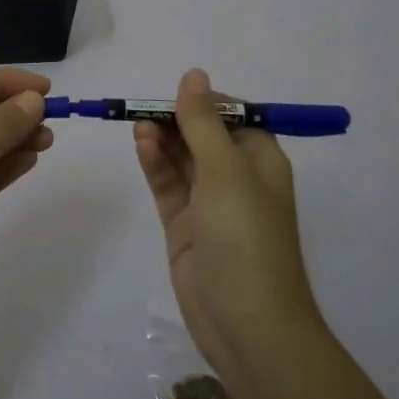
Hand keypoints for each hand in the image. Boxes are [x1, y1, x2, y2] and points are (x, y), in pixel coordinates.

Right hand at [134, 68, 325, 377]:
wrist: (247, 324)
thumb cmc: (245, 237)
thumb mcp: (226, 170)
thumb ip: (204, 122)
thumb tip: (194, 74)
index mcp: (260, 161)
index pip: (233, 116)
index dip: (205, 102)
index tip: (174, 95)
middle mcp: (236, 178)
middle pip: (202, 135)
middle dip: (176, 119)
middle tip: (144, 110)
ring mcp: (208, 203)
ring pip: (181, 158)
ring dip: (162, 139)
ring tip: (138, 125)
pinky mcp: (184, 226)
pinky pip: (167, 185)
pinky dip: (155, 164)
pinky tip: (141, 145)